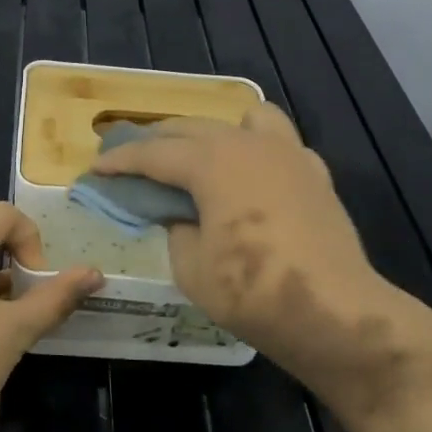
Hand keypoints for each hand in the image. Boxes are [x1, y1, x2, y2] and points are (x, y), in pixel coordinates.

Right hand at [92, 107, 431, 417]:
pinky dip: (256, 150)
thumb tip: (179, 214)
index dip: (120, 161)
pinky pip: (278, 143)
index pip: (153, 153)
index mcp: (211, 162)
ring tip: (200, 157)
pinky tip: (252, 178)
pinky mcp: (315, 172)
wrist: (336, 312)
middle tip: (133, 158)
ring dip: (212, 132)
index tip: (96, 168)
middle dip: (157, 140)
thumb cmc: (253, 292)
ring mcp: (287, 153)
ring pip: (241, 119)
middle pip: (191, 128)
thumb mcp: (192, 268)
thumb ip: (176, 229)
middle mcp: (247, 143)